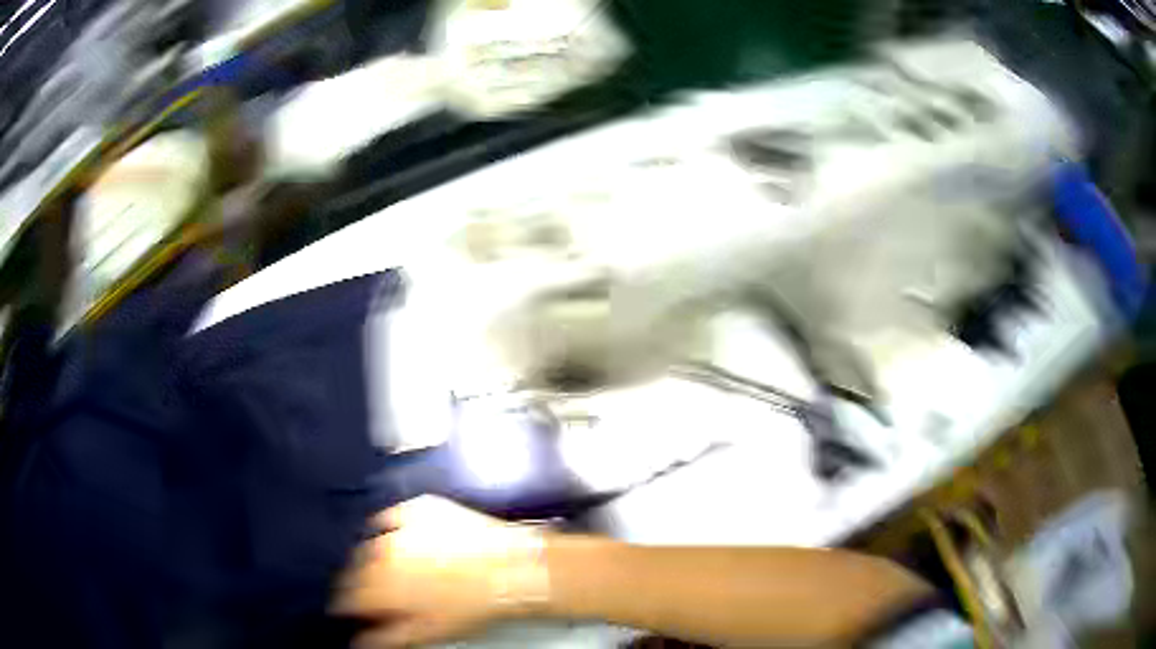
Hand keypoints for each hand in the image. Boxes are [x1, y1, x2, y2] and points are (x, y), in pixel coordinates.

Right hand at [332, 496, 548, 647]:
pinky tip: (398, 537)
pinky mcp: (420, 507)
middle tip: (373, 591)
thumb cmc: (473, 606)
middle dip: (359, 582)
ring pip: (371, 542)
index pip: (348, 595)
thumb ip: (387, 637)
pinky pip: (393, 515)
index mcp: (381, 584)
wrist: (513, 569)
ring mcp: (401, 525)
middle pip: (356, 568)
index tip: (348, 609)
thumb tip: (360, 642)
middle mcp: (382, 551)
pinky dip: (391, 527)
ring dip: (373, 557)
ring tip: (388, 569)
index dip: (346, 605)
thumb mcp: (429, 632)